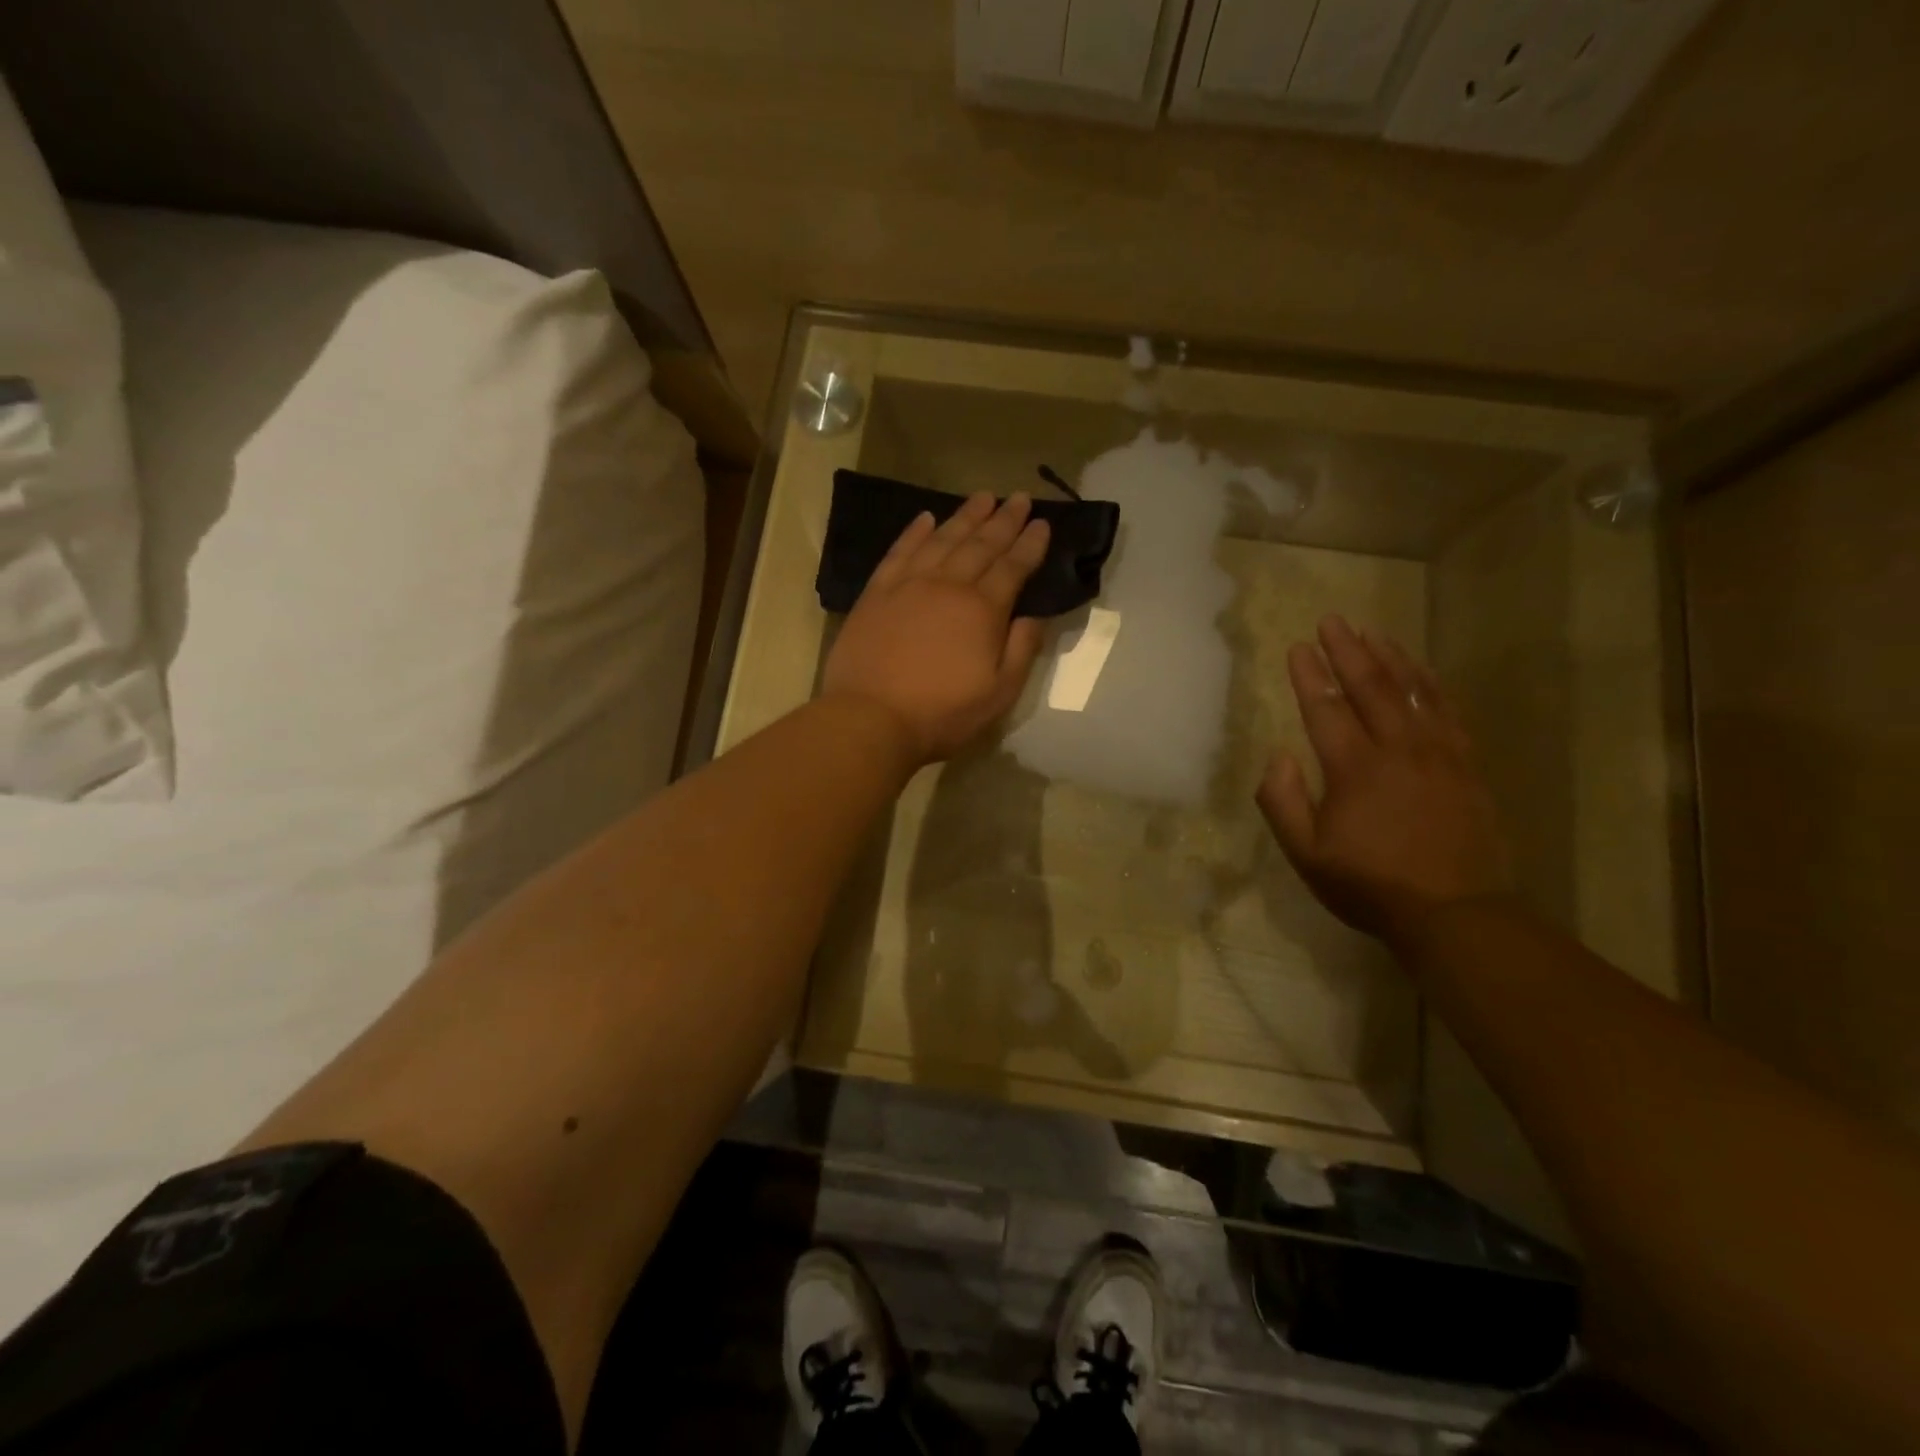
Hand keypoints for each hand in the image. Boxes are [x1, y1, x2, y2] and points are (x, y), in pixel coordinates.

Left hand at [822, 492, 1050, 766]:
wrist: (871, 717)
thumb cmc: (942, 713)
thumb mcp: (999, 693)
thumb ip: (1022, 650)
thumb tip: (1034, 615)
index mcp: (982, 610)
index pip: (1013, 567)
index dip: (1030, 544)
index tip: (1043, 524)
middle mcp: (947, 585)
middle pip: (981, 544)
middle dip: (1004, 520)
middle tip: (1020, 498)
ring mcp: (908, 585)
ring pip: (942, 539)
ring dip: (965, 516)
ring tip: (983, 496)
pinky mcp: (876, 593)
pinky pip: (899, 551)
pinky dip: (914, 532)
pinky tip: (925, 518)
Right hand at [1257, 615, 1513, 942]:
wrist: (1455, 913)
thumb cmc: (1369, 885)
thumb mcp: (1306, 854)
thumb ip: (1283, 802)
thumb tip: (1277, 756)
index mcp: (1355, 769)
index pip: (1326, 709)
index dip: (1309, 676)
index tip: (1297, 647)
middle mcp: (1398, 750)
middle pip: (1371, 687)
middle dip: (1348, 651)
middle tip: (1332, 621)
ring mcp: (1439, 755)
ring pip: (1414, 692)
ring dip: (1390, 658)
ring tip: (1373, 632)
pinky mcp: (1467, 766)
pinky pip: (1449, 713)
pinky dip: (1432, 685)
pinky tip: (1422, 672)